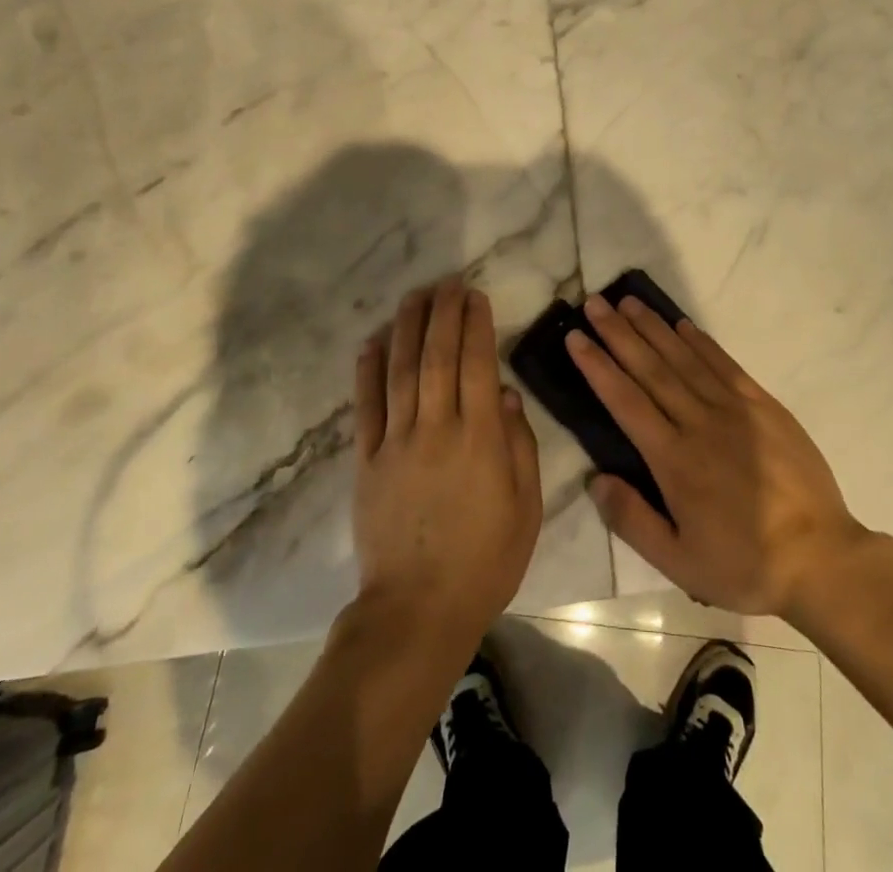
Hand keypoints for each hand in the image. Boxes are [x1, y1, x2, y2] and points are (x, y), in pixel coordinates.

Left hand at [352, 278, 543, 652]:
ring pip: (400, 371)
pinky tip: (371, 342)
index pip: (478, 364)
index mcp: (480, 438)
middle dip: (443, 313)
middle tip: (447, 282)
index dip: (476, 325)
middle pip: (437, 356)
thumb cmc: (485, 561)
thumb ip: (520, 447)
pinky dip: (367, 371)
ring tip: (414, 296)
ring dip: (407, 328)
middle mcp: (437, 428)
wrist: (417, 610)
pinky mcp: (367, 461)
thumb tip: (508, 395)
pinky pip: (365, 407)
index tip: (475, 296)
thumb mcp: (526, 508)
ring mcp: (396, 442)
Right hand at [569, 295, 872, 620]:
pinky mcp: (763, 406)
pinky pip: (725, 365)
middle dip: (618, 333)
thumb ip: (632, 519)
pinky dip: (701, 342)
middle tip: (594, 303)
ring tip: (628, 302)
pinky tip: (682, 324)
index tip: (575, 337)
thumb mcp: (679, 563)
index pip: (625, 401)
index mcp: (674, 460)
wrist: (821, 558)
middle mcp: (699, 423)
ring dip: (654, 328)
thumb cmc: (744, 564)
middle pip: (651, 369)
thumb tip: (594, 478)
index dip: (598, 366)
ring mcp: (735, 410)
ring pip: (685, 359)